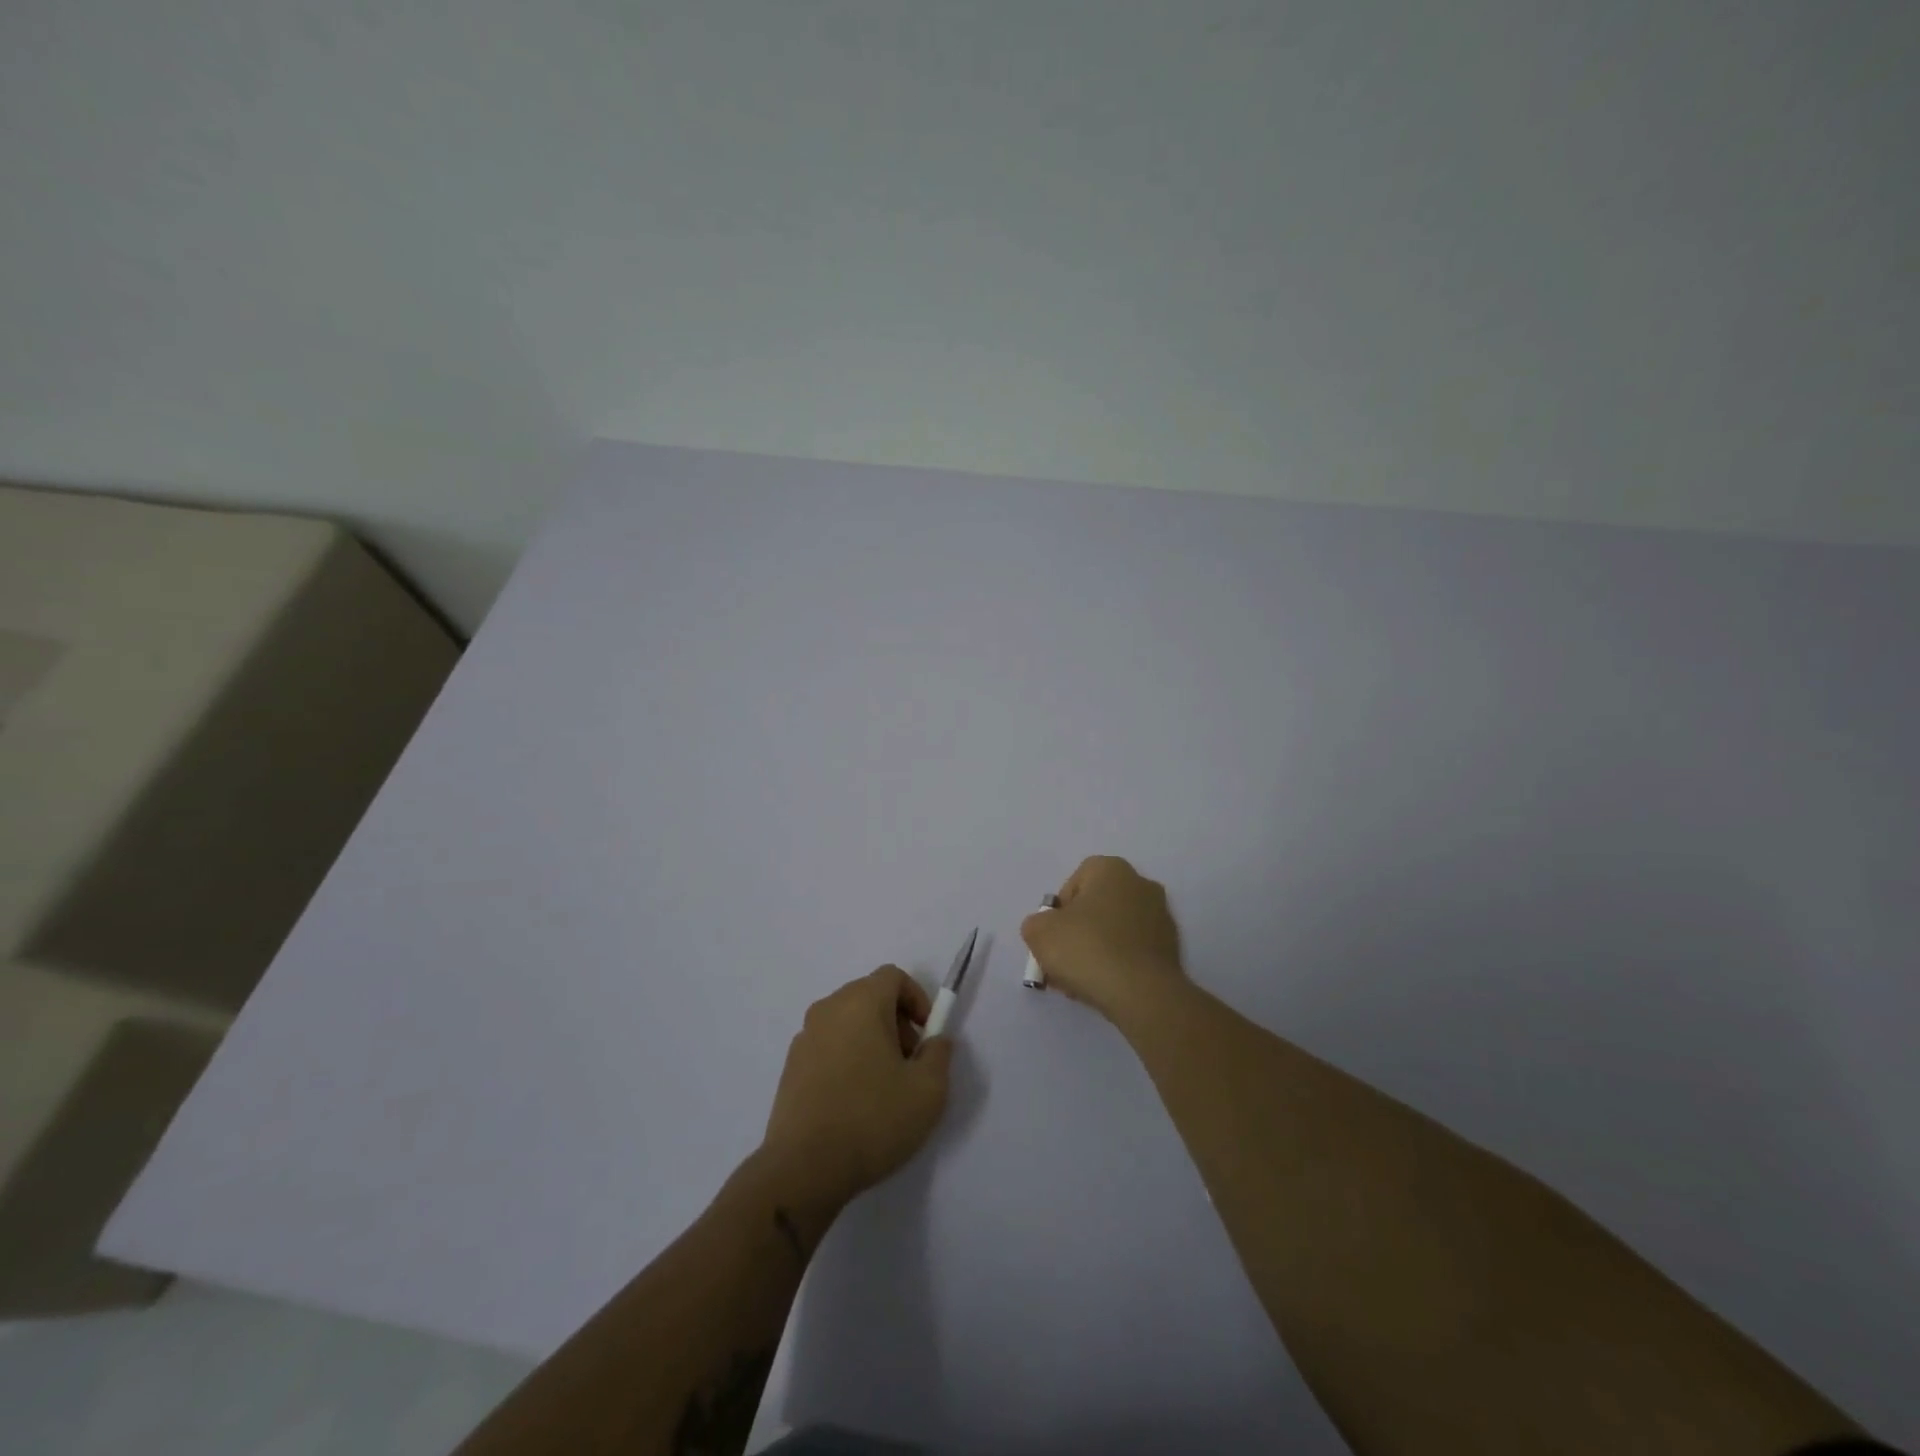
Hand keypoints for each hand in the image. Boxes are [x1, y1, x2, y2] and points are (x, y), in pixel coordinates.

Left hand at [759, 967, 952, 1209]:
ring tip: (883, 1086)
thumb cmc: (872, 1119)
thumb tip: (935, 1041)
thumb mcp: (928, 1091)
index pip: (892, 976)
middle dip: (896, 1021)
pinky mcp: (790, 1066)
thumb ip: (939, 1055)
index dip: (916, 998)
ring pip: (847, 1022)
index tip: (926, 1035)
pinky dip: (846, 1058)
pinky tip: (854, 1101)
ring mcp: (805, 1037)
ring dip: (871, 1040)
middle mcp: (828, 1009)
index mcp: (861, 1002)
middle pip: (869, 996)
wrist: (803, 1168)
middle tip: (909, 1062)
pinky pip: (828, 1046)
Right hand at [1021, 855, 1187, 1023]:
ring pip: (1117, 930)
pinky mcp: (1172, 949)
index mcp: (1112, 869)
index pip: (1077, 880)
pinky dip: (1119, 963)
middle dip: (1079, 931)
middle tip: (1064, 960)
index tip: (1053, 935)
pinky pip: (1134, 950)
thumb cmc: (1087, 949)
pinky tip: (1106, 987)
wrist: (1141, 993)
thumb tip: (1047, 928)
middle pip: (1098, 906)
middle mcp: (1142, 884)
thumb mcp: (1039, 932)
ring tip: (1081, 981)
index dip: (1060, 909)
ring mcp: (1162, 917)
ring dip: (1098, 949)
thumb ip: (1037, 923)